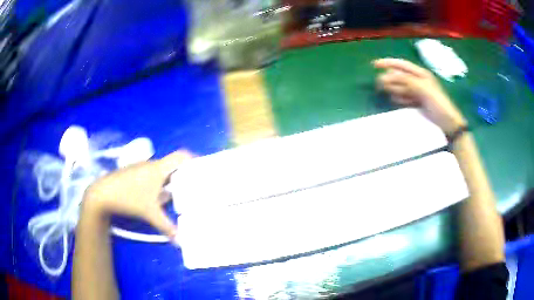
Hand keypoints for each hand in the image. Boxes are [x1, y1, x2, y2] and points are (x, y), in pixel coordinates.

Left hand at [82, 150, 192, 237]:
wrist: (102, 194)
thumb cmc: (128, 198)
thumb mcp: (150, 214)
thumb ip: (167, 227)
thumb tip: (182, 242)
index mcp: (159, 169)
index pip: (181, 156)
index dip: (193, 160)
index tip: (202, 170)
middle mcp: (151, 164)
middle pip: (173, 165)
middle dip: (184, 175)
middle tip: (194, 187)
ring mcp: (141, 168)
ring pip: (161, 172)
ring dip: (170, 181)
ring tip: (178, 195)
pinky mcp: (133, 173)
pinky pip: (151, 175)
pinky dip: (158, 184)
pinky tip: (157, 197)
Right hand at [373, 58, 466, 134]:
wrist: (448, 124)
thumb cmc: (439, 105)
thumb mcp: (424, 90)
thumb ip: (408, 81)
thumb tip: (389, 76)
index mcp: (421, 74)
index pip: (402, 65)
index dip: (388, 63)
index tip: (374, 65)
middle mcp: (418, 81)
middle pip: (400, 76)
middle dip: (390, 78)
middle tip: (379, 84)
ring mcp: (418, 92)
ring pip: (401, 87)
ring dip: (394, 89)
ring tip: (389, 93)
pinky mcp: (417, 103)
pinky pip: (404, 97)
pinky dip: (399, 98)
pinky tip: (397, 101)